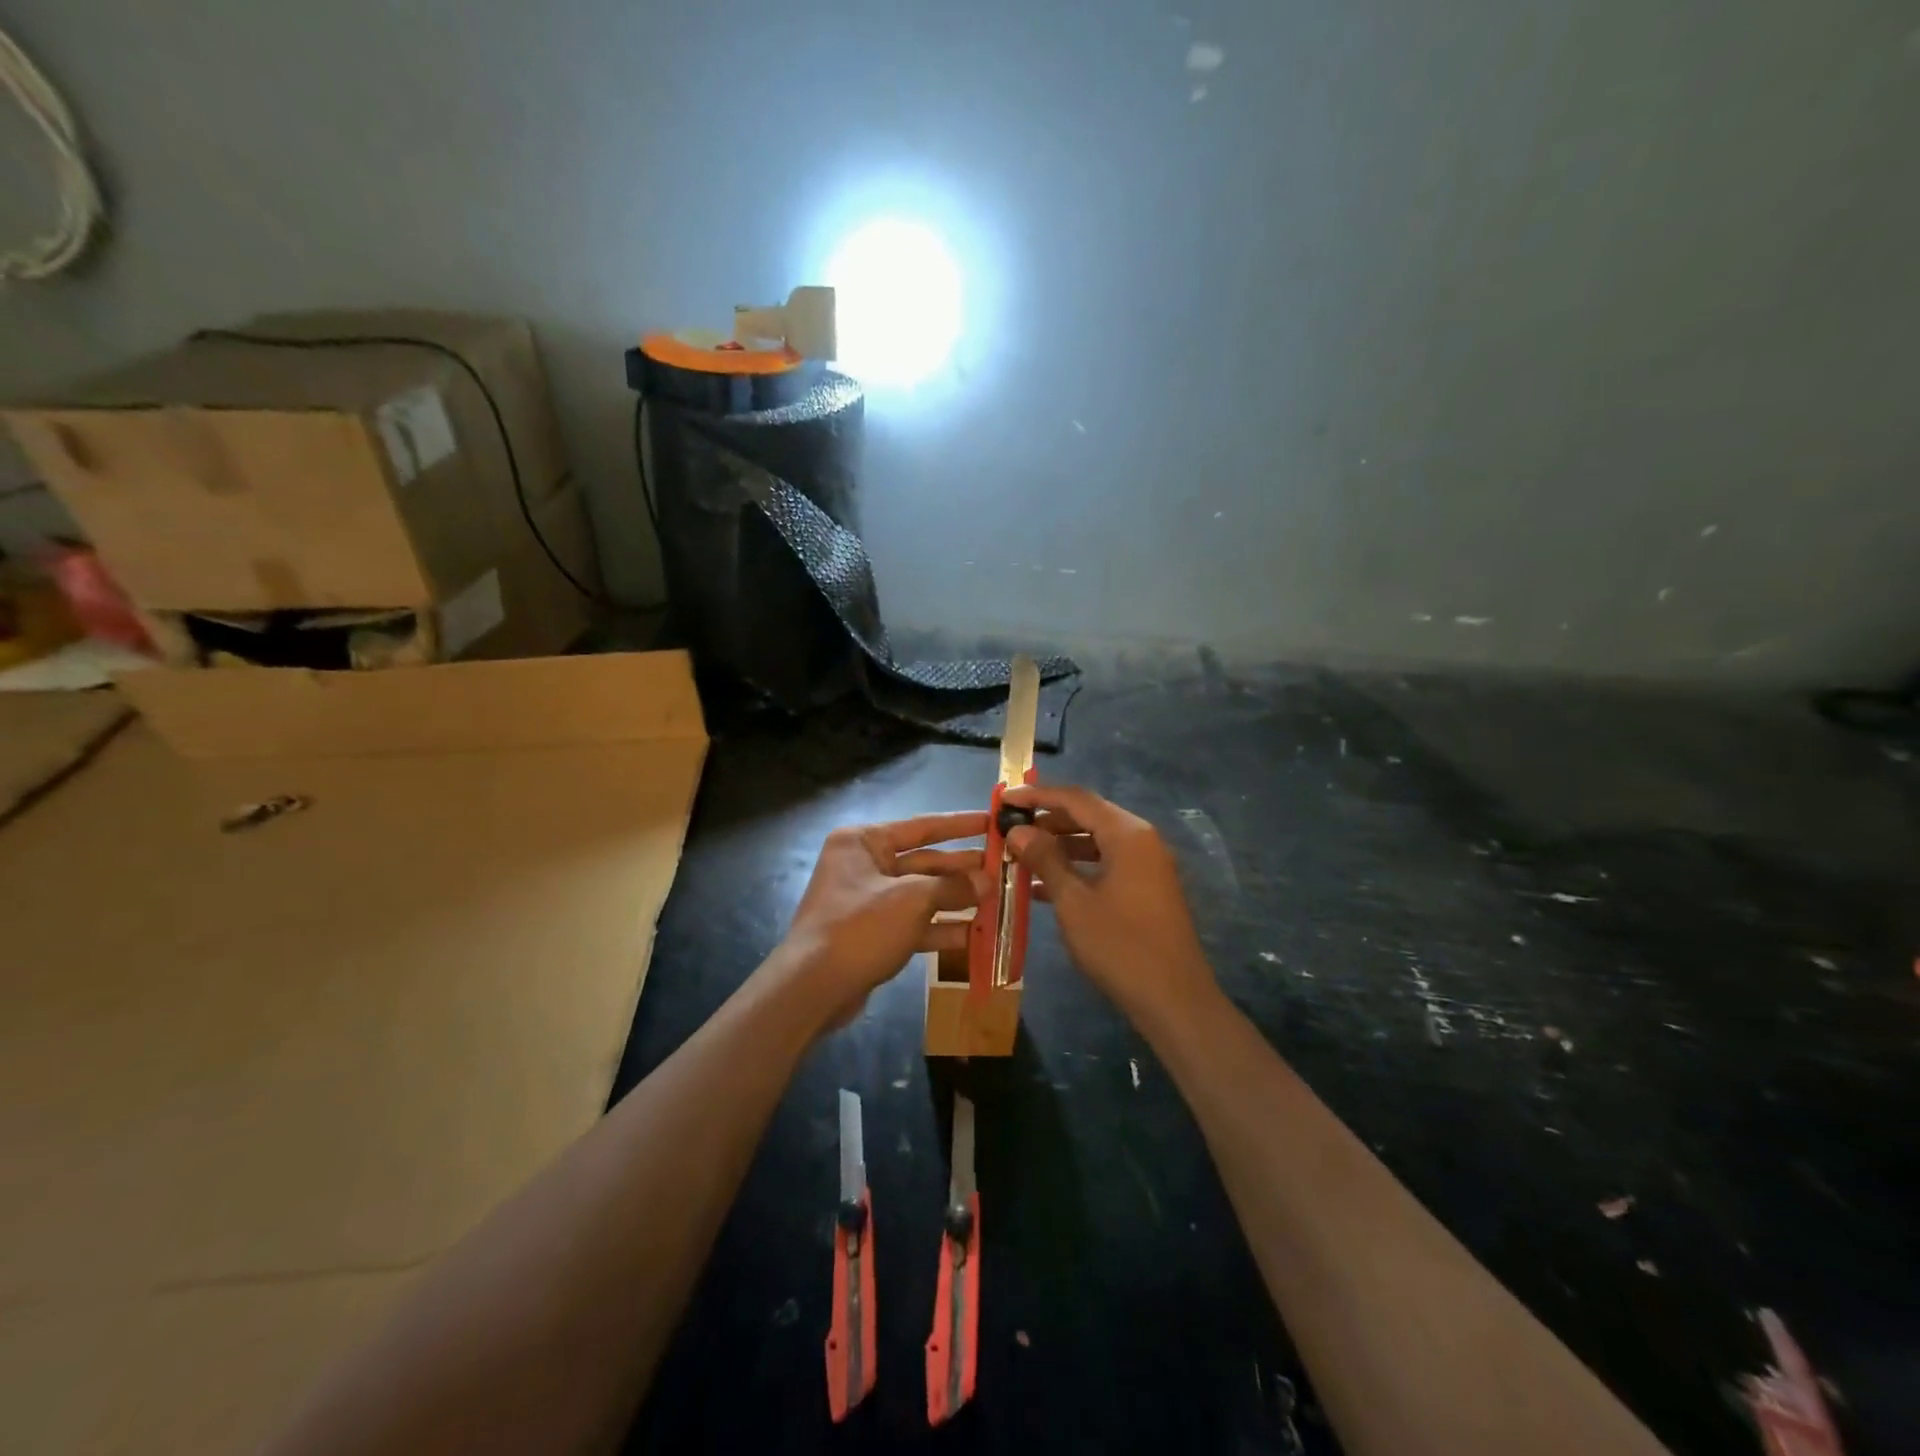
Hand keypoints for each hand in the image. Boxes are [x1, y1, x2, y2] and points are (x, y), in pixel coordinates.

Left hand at [774, 811, 986, 1029]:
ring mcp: (868, 901)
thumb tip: (987, 881)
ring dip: (957, 900)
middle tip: (1003, 868)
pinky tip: (974, 935)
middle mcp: (863, 865)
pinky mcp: (873, 933)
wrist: (812, 989)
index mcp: (863, 842)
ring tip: (996, 901)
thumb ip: (952, 887)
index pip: (921, 826)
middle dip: (962, 868)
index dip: (959, 825)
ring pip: (922, 895)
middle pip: (924, 861)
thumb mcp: (912, 900)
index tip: (992, 821)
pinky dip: (940, 928)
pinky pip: (914, 923)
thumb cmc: (860, 927)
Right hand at [1002, 784, 1217, 1026]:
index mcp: (1127, 834)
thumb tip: (1018, 831)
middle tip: (1010, 828)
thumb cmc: (1120, 946)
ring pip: (1096, 842)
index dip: (1038, 795)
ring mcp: (1147, 866)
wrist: (1175, 1001)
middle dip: (1048, 820)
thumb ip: (1045, 860)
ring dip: (1060, 846)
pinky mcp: (1147, 889)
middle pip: (1088, 816)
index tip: (1005, 798)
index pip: (1077, 799)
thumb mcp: (1074, 902)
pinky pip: (1106, 864)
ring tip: (1021, 856)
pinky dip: (1077, 868)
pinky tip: (1044, 886)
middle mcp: (1141, 841)